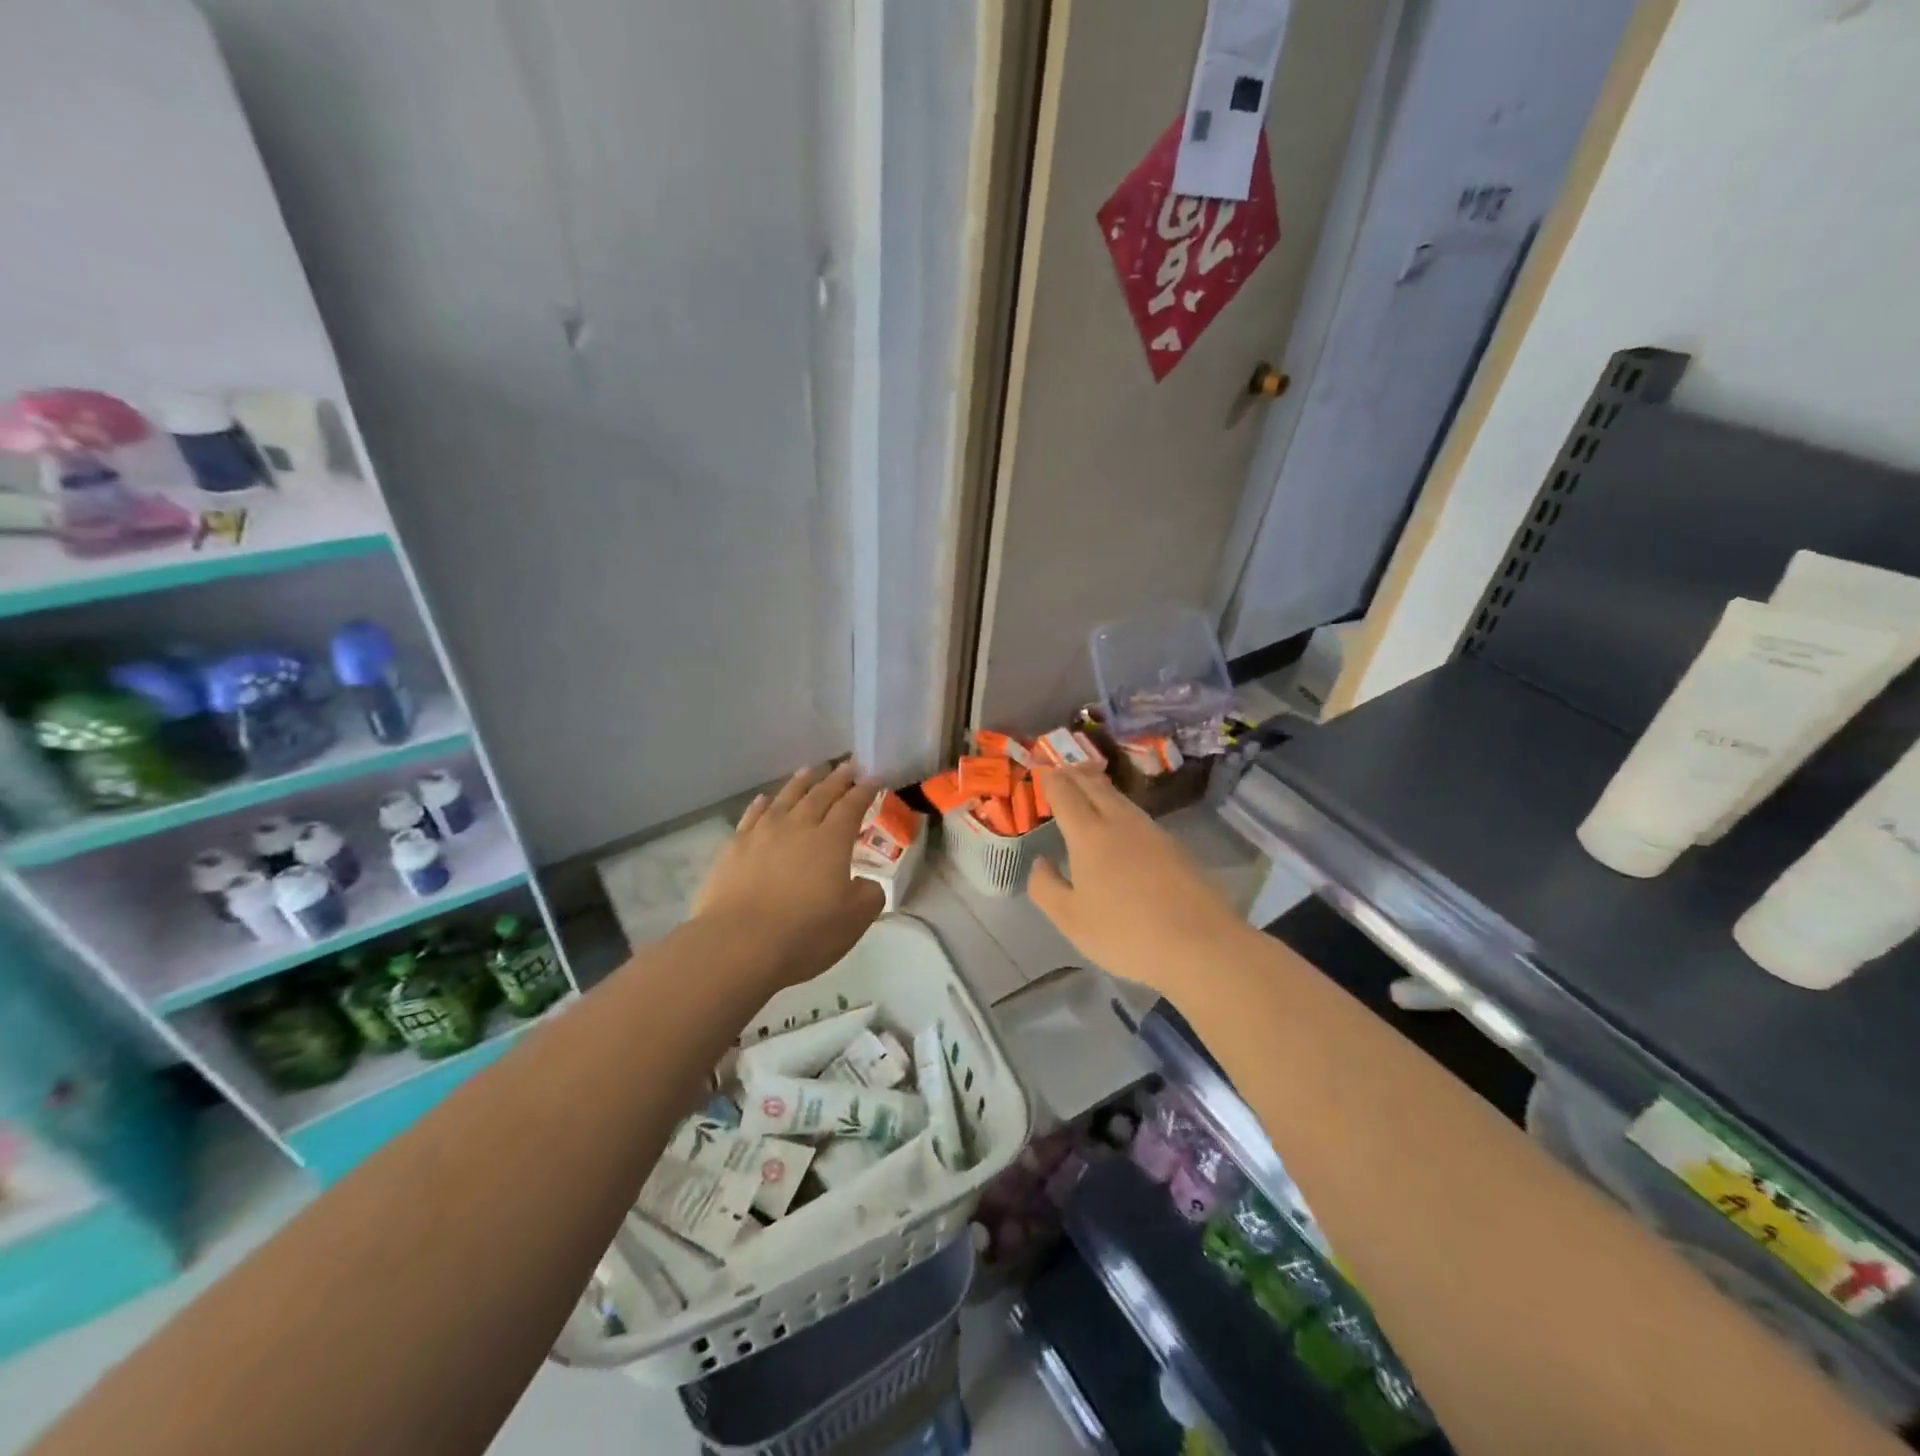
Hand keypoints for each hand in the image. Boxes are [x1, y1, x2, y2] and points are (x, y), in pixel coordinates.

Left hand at [691, 762, 886, 984]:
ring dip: (802, 782)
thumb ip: (869, 894)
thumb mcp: (855, 919)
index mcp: (831, 840)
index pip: (852, 805)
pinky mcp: (734, 848)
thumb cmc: (805, 932)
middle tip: (849, 765)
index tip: (874, 778)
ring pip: (786, 798)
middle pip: (821, 794)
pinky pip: (752, 815)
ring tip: (811, 770)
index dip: (865, 790)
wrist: (738, 945)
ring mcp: (762, 834)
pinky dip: (762, 804)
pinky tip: (765, 799)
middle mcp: (798, 826)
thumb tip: (865, 883)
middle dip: (838, 778)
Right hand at [1029, 766, 1247, 991]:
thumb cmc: (1126, 934)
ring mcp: (1152, 832)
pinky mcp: (1175, 846)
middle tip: (1062, 770)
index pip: (1065, 793)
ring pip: (1120, 798)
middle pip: (1095, 786)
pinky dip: (1120, 807)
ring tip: (1088, 788)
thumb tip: (1040, 862)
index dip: (1050, 779)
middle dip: (1075, 774)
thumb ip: (1046, 888)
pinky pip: (1138, 815)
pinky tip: (1121, 823)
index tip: (1041, 771)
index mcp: (1089, 835)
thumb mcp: (1071, 920)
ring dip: (1099, 788)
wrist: (1200, 944)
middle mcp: (1120, 822)